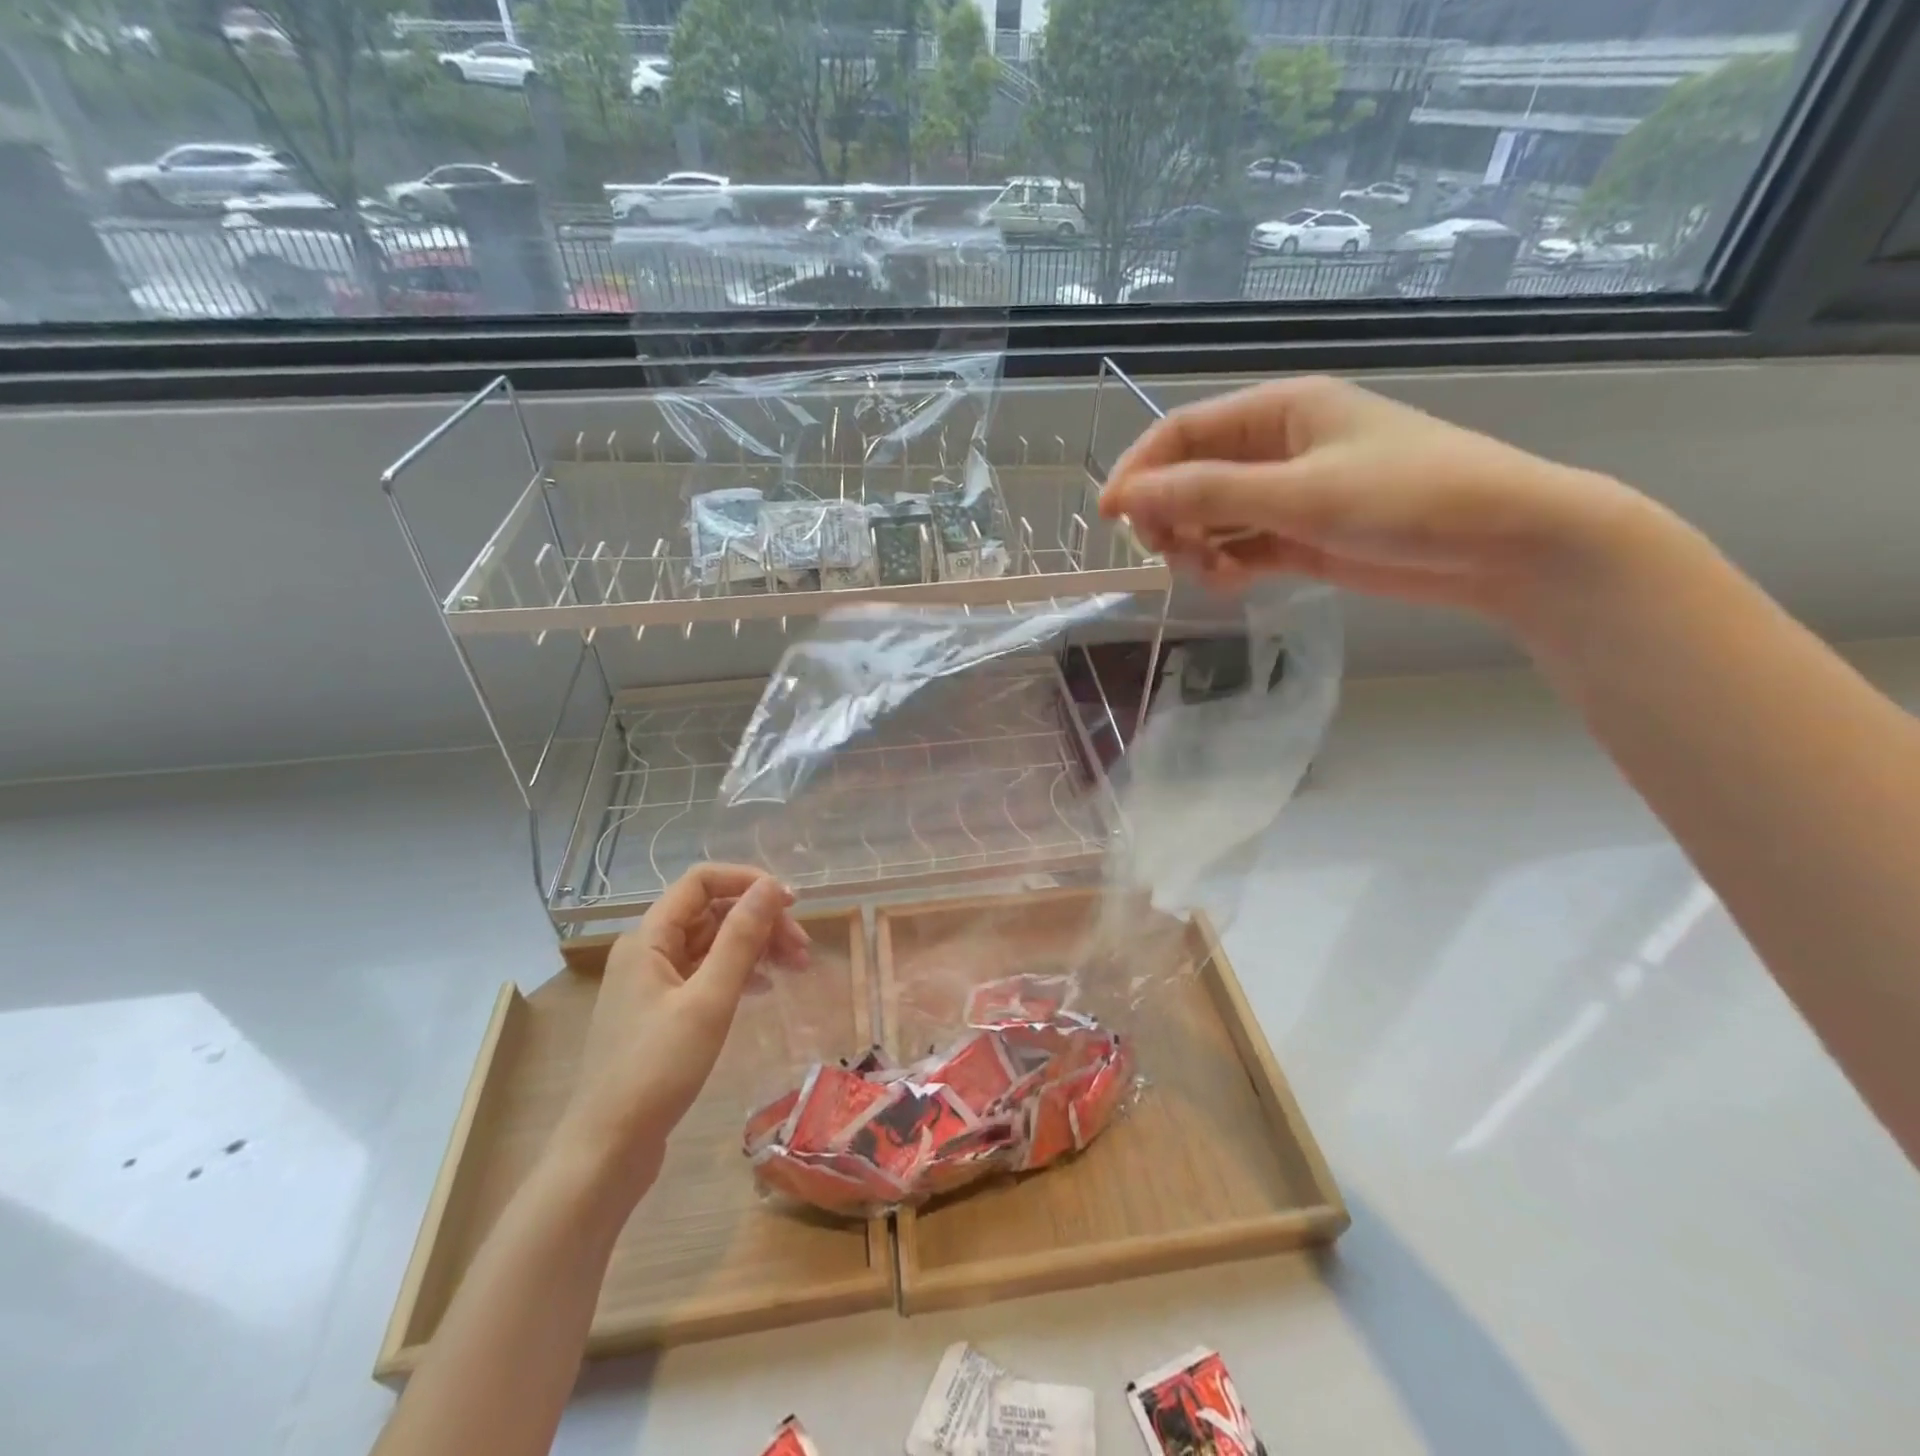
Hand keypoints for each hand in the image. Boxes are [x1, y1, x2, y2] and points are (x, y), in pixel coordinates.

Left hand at [553, 864, 809, 1183]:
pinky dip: (738, 972)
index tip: (791, 904)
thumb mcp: (709, 1000)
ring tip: (795, 967)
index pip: (702, 881)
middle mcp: (647, 950)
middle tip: (802, 949)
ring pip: (711, 943)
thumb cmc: (658, 1070)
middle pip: (711, 911)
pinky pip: (705, 972)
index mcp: (649, 938)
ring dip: (754, 946)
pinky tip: (763, 988)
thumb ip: (741, 938)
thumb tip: (771, 886)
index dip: (749, 882)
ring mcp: (652, 982)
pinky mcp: (661, 1012)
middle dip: (759, 921)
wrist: (607, 1151)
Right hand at [1100, 374, 1654, 630]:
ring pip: (1211, 517)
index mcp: (1280, 411)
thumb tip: (1130, 494)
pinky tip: (1234, 582)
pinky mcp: (1301, 537)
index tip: (1110, 515)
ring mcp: (1288, 495)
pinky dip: (1226, 565)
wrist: (1504, 544)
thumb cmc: (1409, 498)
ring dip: (1196, 545)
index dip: (1140, 470)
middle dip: (1170, 515)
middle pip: (1190, 477)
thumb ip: (1211, 493)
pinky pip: (1240, 546)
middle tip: (1168, 552)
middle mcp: (1277, 448)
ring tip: (1210, 573)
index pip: (1184, 432)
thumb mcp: (1301, 493)